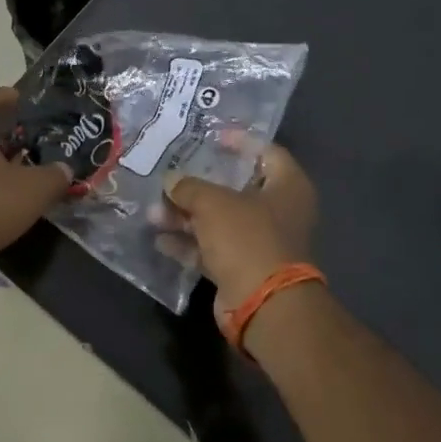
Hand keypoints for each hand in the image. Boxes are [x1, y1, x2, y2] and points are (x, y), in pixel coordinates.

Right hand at [160, 139, 317, 328]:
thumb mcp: (213, 203)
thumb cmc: (247, 238)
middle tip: (170, 177)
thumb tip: (171, 180)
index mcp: (287, 187)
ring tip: (153, 213)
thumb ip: (189, 187)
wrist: (263, 303)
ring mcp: (260, 242)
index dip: (240, 142)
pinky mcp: (242, 267)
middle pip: (236, 188)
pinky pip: (211, 248)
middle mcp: (278, 212)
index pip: (267, 152)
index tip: (212, 137)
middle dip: (198, 185)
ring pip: (219, 220)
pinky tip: (160, 239)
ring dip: (186, 216)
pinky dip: (188, 243)